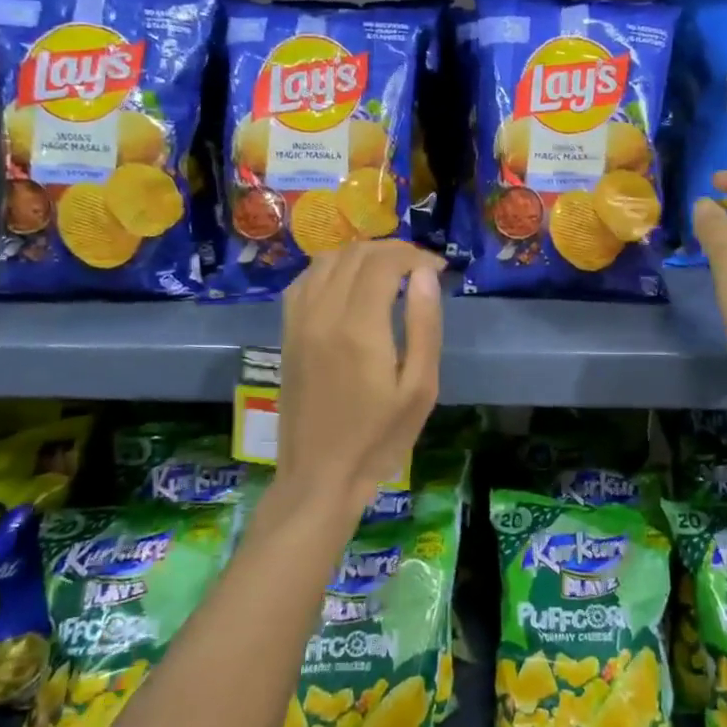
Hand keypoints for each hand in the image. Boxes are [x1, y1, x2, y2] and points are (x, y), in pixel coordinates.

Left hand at [276, 240, 443, 525]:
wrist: (319, 475)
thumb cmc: (379, 438)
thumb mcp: (420, 389)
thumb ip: (424, 326)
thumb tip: (426, 274)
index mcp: (359, 328)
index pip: (384, 262)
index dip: (415, 255)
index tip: (439, 269)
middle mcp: (323, 314)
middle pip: (356, 254)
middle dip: (393, 250)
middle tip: (420, 268)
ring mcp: (299, 322)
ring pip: (327, 260)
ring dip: (361, 255)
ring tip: (390, 272)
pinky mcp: (287, 333)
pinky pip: (304, 281)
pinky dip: (331, 269)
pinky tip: (349, 284)